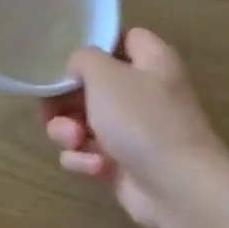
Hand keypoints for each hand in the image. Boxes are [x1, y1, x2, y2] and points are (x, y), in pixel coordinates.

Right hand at [41, 28, 228, 227]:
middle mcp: (144, 92)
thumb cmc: (142, 120)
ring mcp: (133, 131)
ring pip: (82, 122)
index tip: (68, 62)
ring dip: (68, 132)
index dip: (94, 48)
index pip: (122, 39)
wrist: (177, 188)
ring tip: (74, 141)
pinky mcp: (122, 164)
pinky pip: (88, 153)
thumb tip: (76, 71)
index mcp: (152, 61)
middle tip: (51, 111)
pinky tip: (95, 167)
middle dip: (65, 101)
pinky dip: (85, 160)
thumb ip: (83, 59)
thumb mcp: (105, 75)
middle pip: (91, 85)